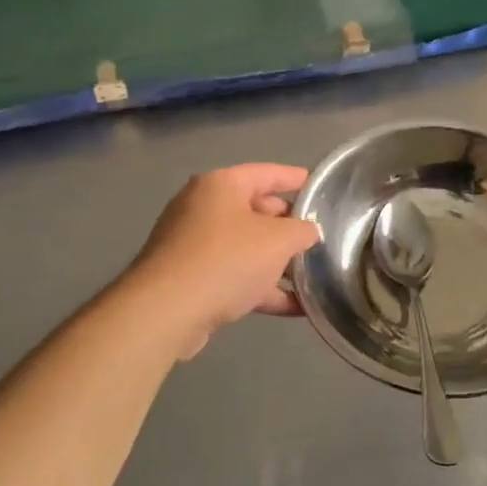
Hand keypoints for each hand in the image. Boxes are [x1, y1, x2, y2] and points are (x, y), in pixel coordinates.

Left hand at [130, 164, 321, 358]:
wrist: (166, 312)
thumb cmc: (226, 260)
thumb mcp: (278, 241)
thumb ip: (302, 231)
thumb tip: (308, 232)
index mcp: (221, 186)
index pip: (267, 173)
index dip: (296, 179)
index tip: (320, 187)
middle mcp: (203, 208)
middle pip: (257, 211)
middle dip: (288, 226)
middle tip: (319, 237)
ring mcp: (193, 245)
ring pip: (247, 247)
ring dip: (278, 262)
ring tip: (313, 275)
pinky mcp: (190, 279)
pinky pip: (235, 276)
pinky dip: (262, 288)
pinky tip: (295, 307)